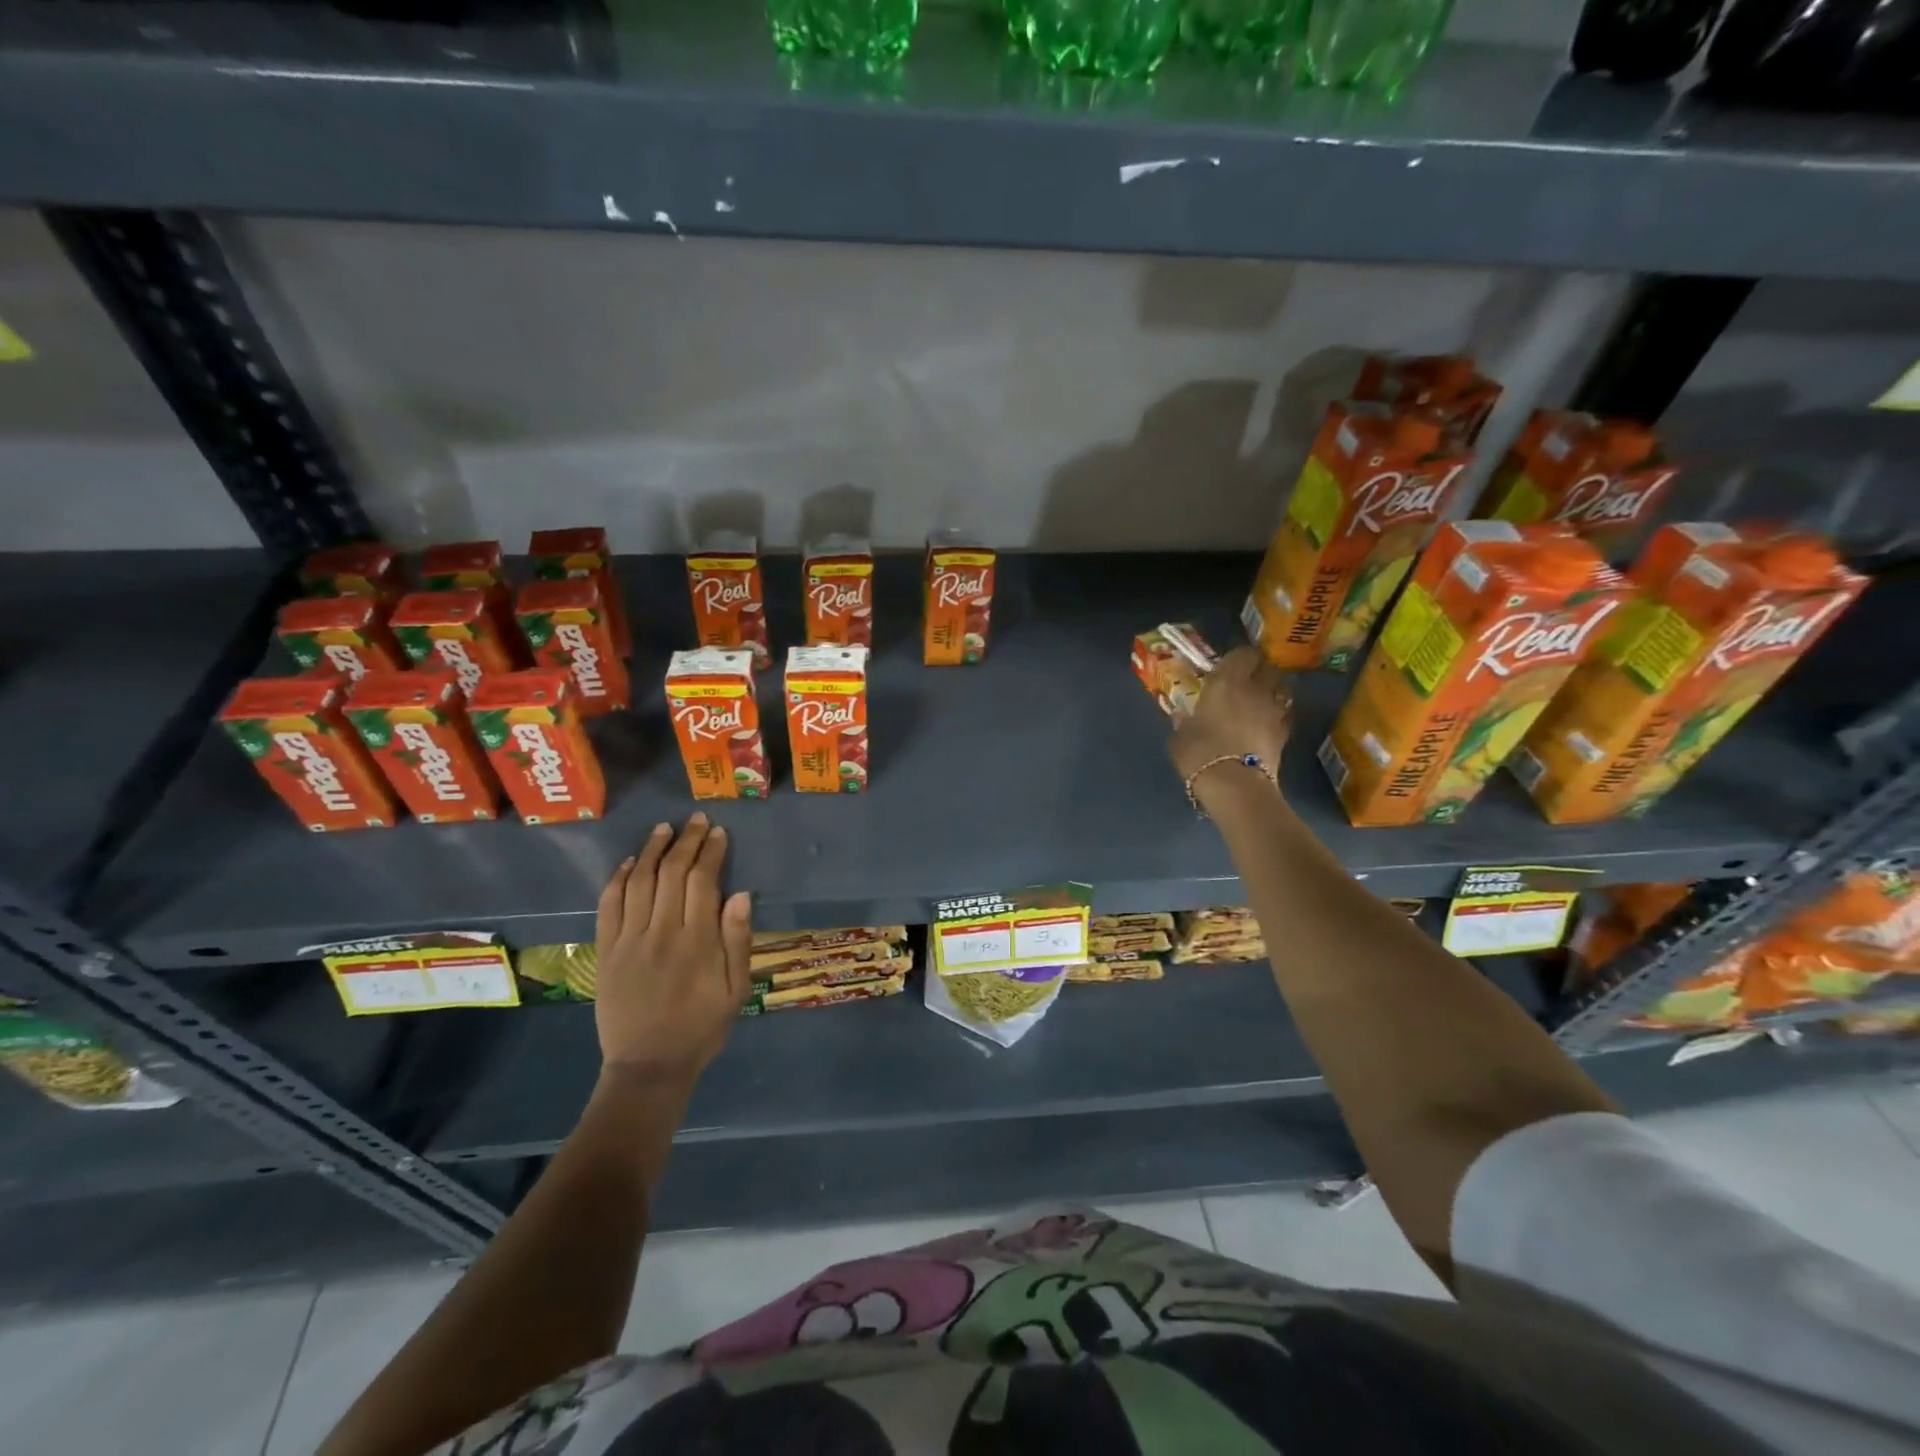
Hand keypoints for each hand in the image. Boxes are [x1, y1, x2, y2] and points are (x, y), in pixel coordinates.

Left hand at [593, 815, 752, 1086]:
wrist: (648, 1067)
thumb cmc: (702, 1028)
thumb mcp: (736, 990)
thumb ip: (738, 941)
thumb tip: (741, 894)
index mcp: (697, 942)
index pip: (703, 881)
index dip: (711, 852)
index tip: (719, 832)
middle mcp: (661, 932)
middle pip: (672, 874)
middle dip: (687, 842)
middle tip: (697, 820)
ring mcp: (629, 940)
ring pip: (639, 882)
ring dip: (651, 851)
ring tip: (664, 829)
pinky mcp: (606, 951)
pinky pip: (609, 906)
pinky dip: (617, 879)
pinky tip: (627, 862)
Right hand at [1168, 646, 1292, 798]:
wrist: (1234, 784)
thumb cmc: (1200, 753)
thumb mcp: (1180, 736)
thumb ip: (1183, 722)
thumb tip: (1181, 716)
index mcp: (1226, 682)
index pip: (1243, 654)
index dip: (1240, 656)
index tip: (1232, 663)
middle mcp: (1255, 689)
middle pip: (1270, 667)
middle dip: (1263, 670)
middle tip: (1250, 679)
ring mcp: (1274, 710)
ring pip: (1283, 689)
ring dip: (1275, 690)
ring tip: (1263, 699)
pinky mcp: (1285, 733)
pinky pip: (1285, 714)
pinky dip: (1280, 714)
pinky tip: (1269, 723)